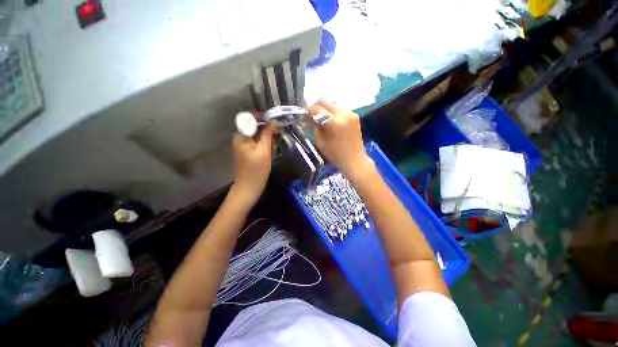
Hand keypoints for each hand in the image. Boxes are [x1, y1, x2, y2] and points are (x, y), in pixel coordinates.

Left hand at [231, 124, 274, 203]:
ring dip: (267, 137)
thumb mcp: (264, 151)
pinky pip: (257, 141)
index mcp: (241, 136)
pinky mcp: (248, 149)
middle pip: (254, 125)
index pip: (250, 118)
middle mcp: (240, 137)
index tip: (274, 121)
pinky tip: (270, 149)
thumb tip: (273, 121)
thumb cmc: (257, 170)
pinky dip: (264, 142)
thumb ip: (267, 134)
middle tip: (276, 135)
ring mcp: (243, 144)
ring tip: (273, 145)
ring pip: (257, 134)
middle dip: (266, 129)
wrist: (249, 187)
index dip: (262, 117)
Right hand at [307, 100, 373, 180]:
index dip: (308, 110)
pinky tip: (330, 121)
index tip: (303, 114)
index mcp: (334, 121)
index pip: (317, 109)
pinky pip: (340, 109)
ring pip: (333, 104)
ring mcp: (351, 113)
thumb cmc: (336, 155)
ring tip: (321, 119)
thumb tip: (308, 117)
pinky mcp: (355, 116)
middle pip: (326, 101)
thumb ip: (314, 127)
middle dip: (316, 107)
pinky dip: (333, 113)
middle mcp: (344, 113)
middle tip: (311, 116)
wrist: (355, 160)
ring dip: (325, 110)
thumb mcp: (321, 142)